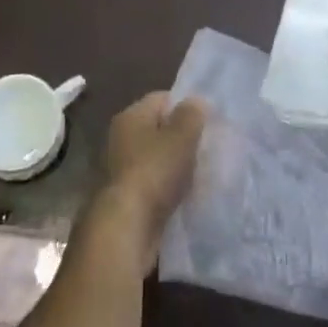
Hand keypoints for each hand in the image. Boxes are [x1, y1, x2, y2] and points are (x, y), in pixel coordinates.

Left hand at [92, 92, 207, 272]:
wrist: (127, 227)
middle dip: (182, 138)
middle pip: (158, 129)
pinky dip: (167, 188)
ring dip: (175, 166)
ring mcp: (120, 169)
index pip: (162, 99)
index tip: (206, 122)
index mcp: (130, 115)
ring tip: (199, 175)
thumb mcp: (181, 136)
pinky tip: (184, 196)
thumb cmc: (154, 171)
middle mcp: (120, 137)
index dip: (186, 106)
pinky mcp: (125, 197)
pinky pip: (153, 184)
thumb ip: (192, 114)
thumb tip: (196, 102)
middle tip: (205, 148)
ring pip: (156, 159)